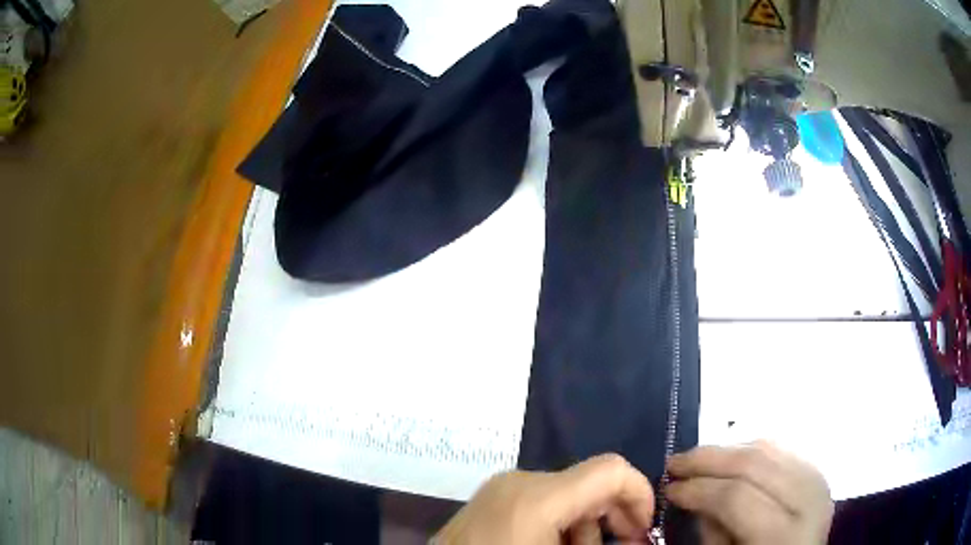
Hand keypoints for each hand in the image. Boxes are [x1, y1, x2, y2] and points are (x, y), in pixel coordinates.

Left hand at [433, 453, 654, 543]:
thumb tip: (638, 540)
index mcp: (539, 496)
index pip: (610, 470)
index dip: (640, 495)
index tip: (645, 530)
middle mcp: (519, 482)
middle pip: (589, 483)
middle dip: (614, 516)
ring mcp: (500, 489)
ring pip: (566, 494)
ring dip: (586, 526)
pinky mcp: (489, 501)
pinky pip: (540, 503)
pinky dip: (560, 524)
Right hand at [666, 441, 832, 544]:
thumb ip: (712, 530)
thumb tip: (692, 495)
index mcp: (782, 533)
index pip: (736, 497)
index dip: (699, 489)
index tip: (669, 487)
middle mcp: (807, 497)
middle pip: (754, 462)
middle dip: (708, 458)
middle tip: (675, 462)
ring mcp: (816, 477)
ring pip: (768, 446)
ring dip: (727, 449)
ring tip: (697, 458)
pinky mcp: (816, 467)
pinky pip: (780, 447)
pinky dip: (749, 448)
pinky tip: (729, 456)